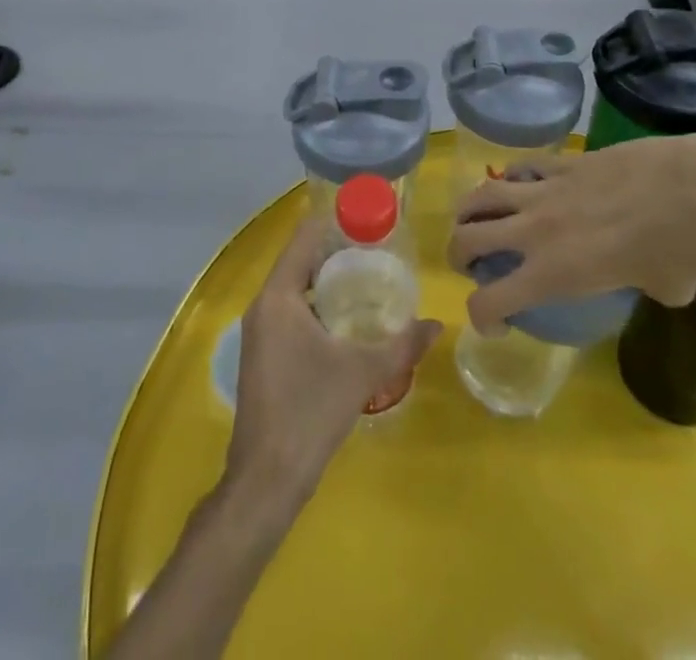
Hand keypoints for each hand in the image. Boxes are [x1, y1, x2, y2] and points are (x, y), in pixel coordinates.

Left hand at [227, 222, 439, 517]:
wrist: (266, 479)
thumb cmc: (310, 412)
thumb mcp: (363, 373)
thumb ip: (402, 345)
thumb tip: (437, 325)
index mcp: (278, 296)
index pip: (303, 237)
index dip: (333, 221)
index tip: (366, 216)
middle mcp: (263, 305)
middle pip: (299, 260)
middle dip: (336, 251)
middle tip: (377, 248)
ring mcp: (258, 330)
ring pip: (294, 288)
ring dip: (326, 280)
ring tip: (368, 278)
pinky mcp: (262, 353)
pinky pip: (290, 311)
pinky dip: (316, 304)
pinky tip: (345, 320)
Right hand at [446, 134, 695, 331]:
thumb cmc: (683, 254)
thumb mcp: (661, 290)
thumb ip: (639, 286)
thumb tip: (648, 277)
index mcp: (553, 274)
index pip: (489, 302)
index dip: (482, 317)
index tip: (495, 322)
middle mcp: (535, 232)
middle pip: (467, 239)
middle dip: (459, 254)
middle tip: (469, 262)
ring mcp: (546, 190)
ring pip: (483, 194)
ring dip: (470, 210)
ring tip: (474, 217)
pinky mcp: (564, 161)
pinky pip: (524, 167)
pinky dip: (513, 178)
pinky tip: (520, 183)